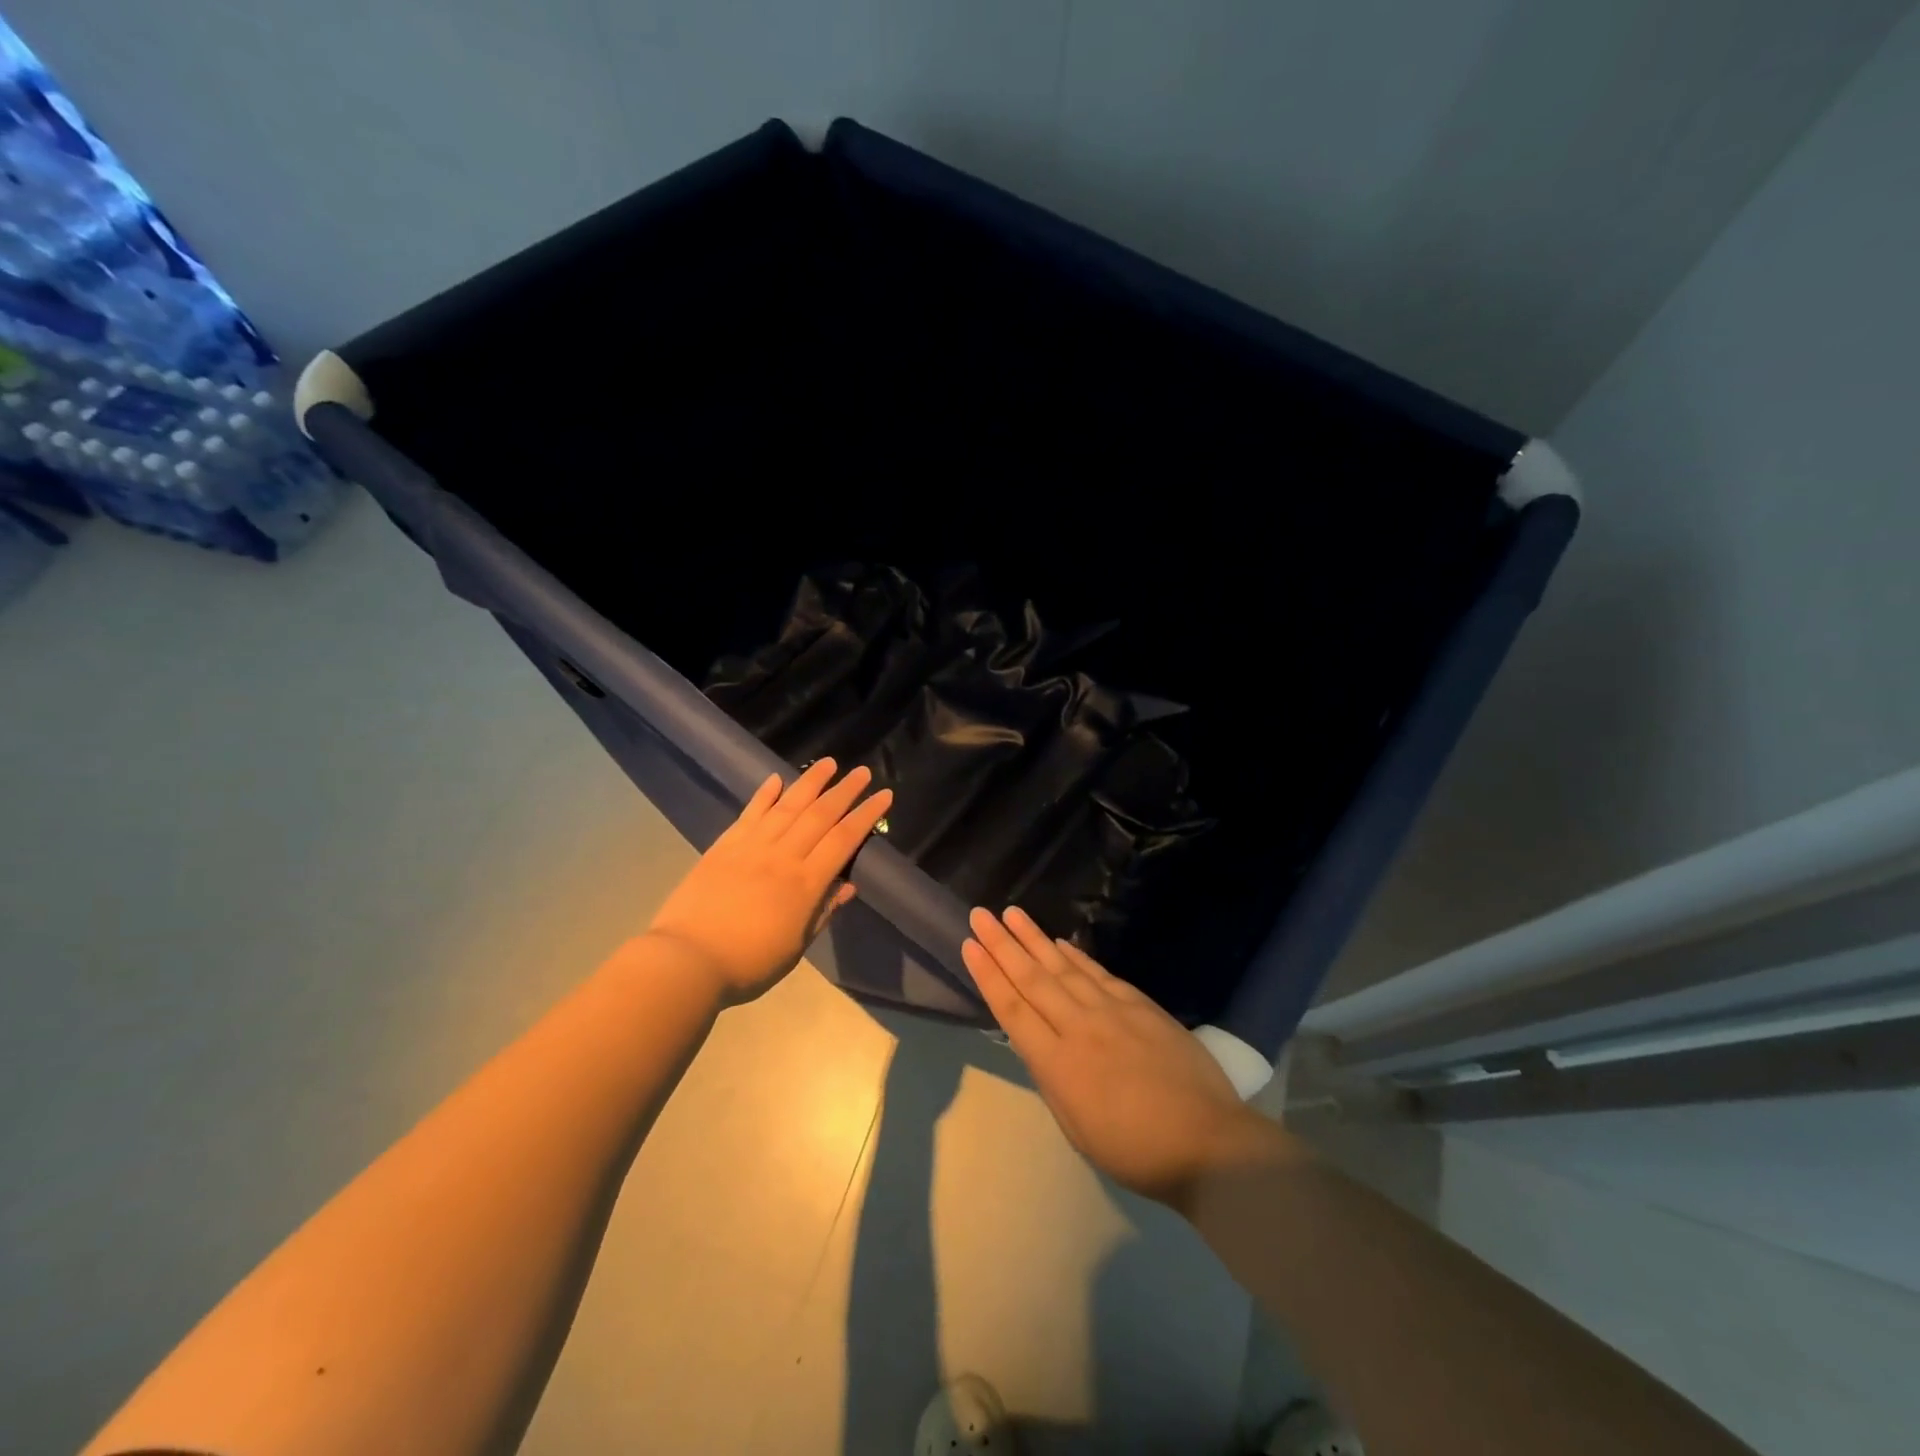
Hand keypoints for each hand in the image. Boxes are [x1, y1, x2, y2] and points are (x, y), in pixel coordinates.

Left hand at [646, 759, 891, 1004]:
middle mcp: (783, 856)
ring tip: (829, 763)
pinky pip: (750, 813)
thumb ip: (822, 912)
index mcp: (806, 884)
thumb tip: (848, 886)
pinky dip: (764, 794)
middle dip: (845, 791)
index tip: (884, 795)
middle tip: (863, 772)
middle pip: (820, 815)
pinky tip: (776, 779)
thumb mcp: (795, 947)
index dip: (866, 815)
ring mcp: (752, 847)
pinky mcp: (725, 846)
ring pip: (788, 806)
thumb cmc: (748, 963)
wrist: (687, 961)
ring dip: (811, 782)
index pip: (844, 840)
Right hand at [963, 906, 1275, 1206]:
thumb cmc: (1134, 1150)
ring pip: (1063, 967)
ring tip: (1011, 913)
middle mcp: (1078, 1027)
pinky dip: (1075, 956)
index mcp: (1057, 1064)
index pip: (1012, 1009)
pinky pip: (1098, 973)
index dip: (988, 974)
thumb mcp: (1076, 1127)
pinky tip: (1058, 942)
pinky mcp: (1139, 1004)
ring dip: (1033, 938)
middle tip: (980, 913)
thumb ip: (1053, 1079)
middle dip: (1002, 944)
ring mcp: (1111, 1010)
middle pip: (1032, 978)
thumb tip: (1037, 1044)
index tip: (970, 945)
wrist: (1206, 1141)